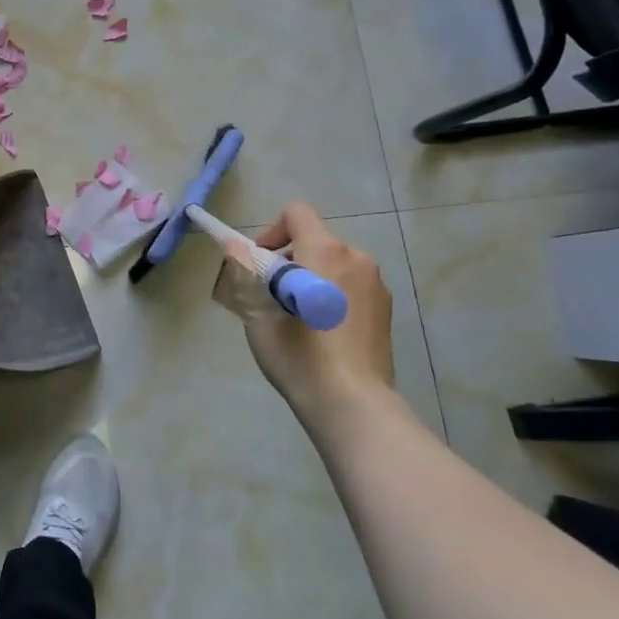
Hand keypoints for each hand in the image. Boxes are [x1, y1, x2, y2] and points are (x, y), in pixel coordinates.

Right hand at [238, 202, 394, 415]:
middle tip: (274, 297)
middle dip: (290, 259)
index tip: (262, 264)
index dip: (273, 230)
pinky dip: (332, 295)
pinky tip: (324, 332)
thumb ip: (244, 270)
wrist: (353, 404)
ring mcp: (376, 284)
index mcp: (325, 251)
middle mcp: (356, 258)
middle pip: (315, 240)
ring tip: (299, 317)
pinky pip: (351, 285)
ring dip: (312, 277)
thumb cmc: (300, 354)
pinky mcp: (386, 309)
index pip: (297, 214)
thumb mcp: (257, 312)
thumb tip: (232, 244)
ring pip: (334, 264)